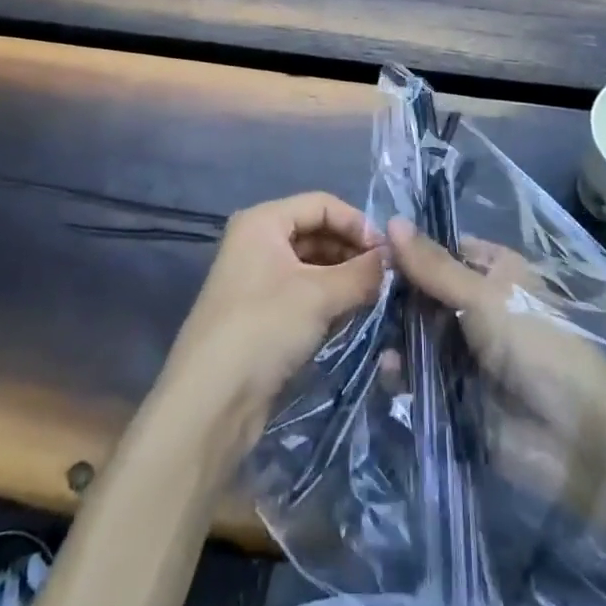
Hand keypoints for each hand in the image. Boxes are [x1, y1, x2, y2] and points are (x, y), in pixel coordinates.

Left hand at [159, 192, 386, 443]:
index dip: (357, 223)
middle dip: (352, 252)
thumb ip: (361, 273)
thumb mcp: (319, 296)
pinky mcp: (262, 313)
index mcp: (263, 221)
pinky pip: (303, 292)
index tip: (388, 253)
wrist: (211, 401)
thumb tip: (394, 259)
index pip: (321, 204)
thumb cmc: (264, 328)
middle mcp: (257, 241)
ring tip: (374, 298)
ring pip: (312, 265)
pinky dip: (328, 300)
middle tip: (386, 278)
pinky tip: (350, 317)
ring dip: (343, 278)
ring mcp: (258, 278)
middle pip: (317, 232)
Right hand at [388, 217, 605, 509]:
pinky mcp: (453, 392)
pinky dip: (401, 372)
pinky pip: (418, 375)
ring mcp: (465, 350)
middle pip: (425, 292)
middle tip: (359, 294)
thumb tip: (391, 221)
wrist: (573, 437)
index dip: (410, 251)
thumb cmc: (535, 345)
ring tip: (369, 333)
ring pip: (417, 333)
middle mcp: (477, 305)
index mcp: (494, 272)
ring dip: (394, 334)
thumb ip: (434, 266)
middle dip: (394, 295)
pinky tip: (387, 371)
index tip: (370, 250)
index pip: (442, 251)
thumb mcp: (483, 296)